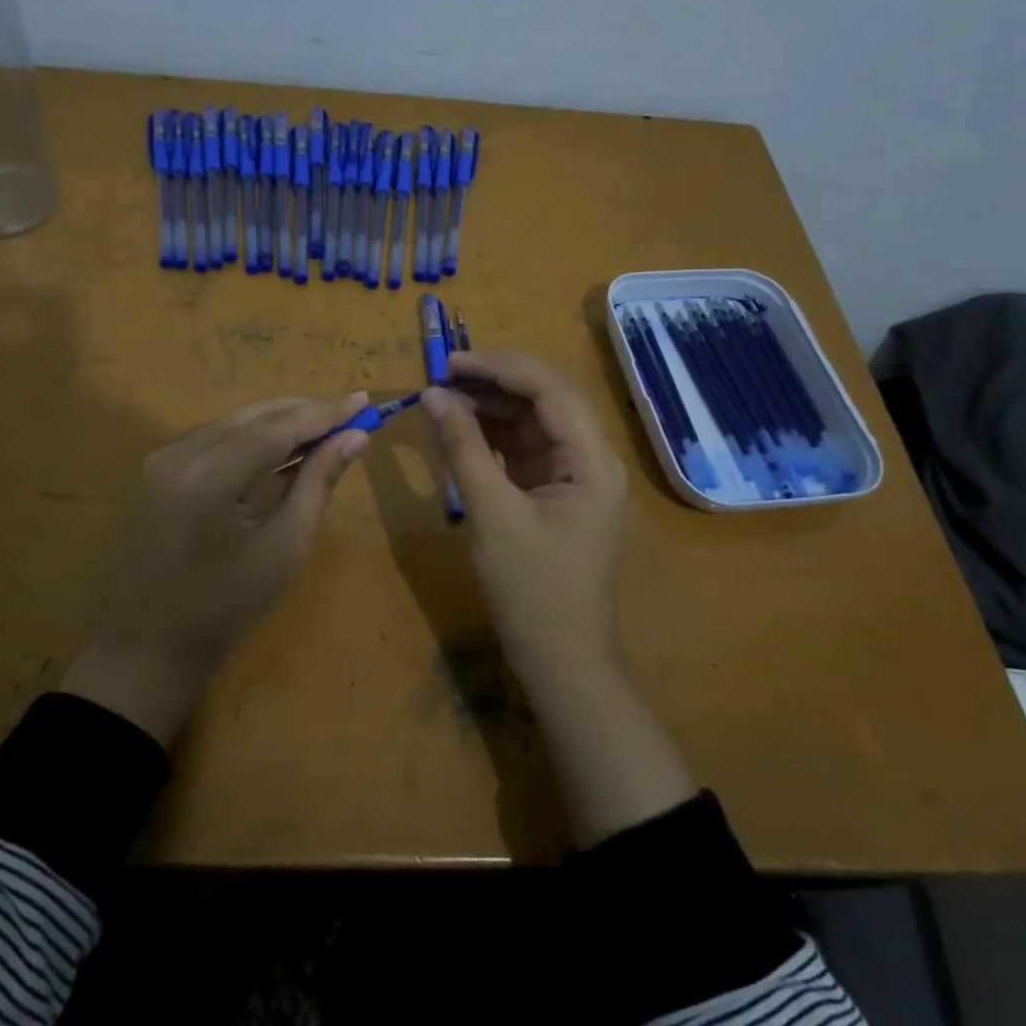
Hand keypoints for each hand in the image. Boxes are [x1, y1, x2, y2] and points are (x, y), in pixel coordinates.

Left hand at [62, 392, 369, 743]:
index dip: (323, 413)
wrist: (151, 648)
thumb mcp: (284, 548)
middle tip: (351, 412)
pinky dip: (252, 438)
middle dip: (303, 412)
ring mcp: (162, 460)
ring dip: (279, 422)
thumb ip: (318, 483)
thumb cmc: (226, 609)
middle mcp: (178, 455)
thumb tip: (355, 438)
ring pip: (233, 423)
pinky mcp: (159, 471)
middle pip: (252, 417)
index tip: (364, 400)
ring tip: (326, 427)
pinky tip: (284, 446)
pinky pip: (215, 440)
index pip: (275, 429)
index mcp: (207, 478)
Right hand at [423, 352, 695, 845]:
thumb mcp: (491, 515)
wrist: (563, 663)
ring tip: (444, 399)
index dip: (500, 367)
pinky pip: (524, 453)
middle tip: (442, 376)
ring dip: (492, 409)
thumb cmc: (532, 592)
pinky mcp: (555, 497)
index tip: (450, 362)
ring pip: (533, 425)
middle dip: (495, 383)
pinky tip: (461, 431)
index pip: (550, 390)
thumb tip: (434, 396)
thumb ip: (463, 449)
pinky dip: (493, 440)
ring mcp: (573, 479)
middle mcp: (590, 461)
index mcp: (592, 461)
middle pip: (545, 401)